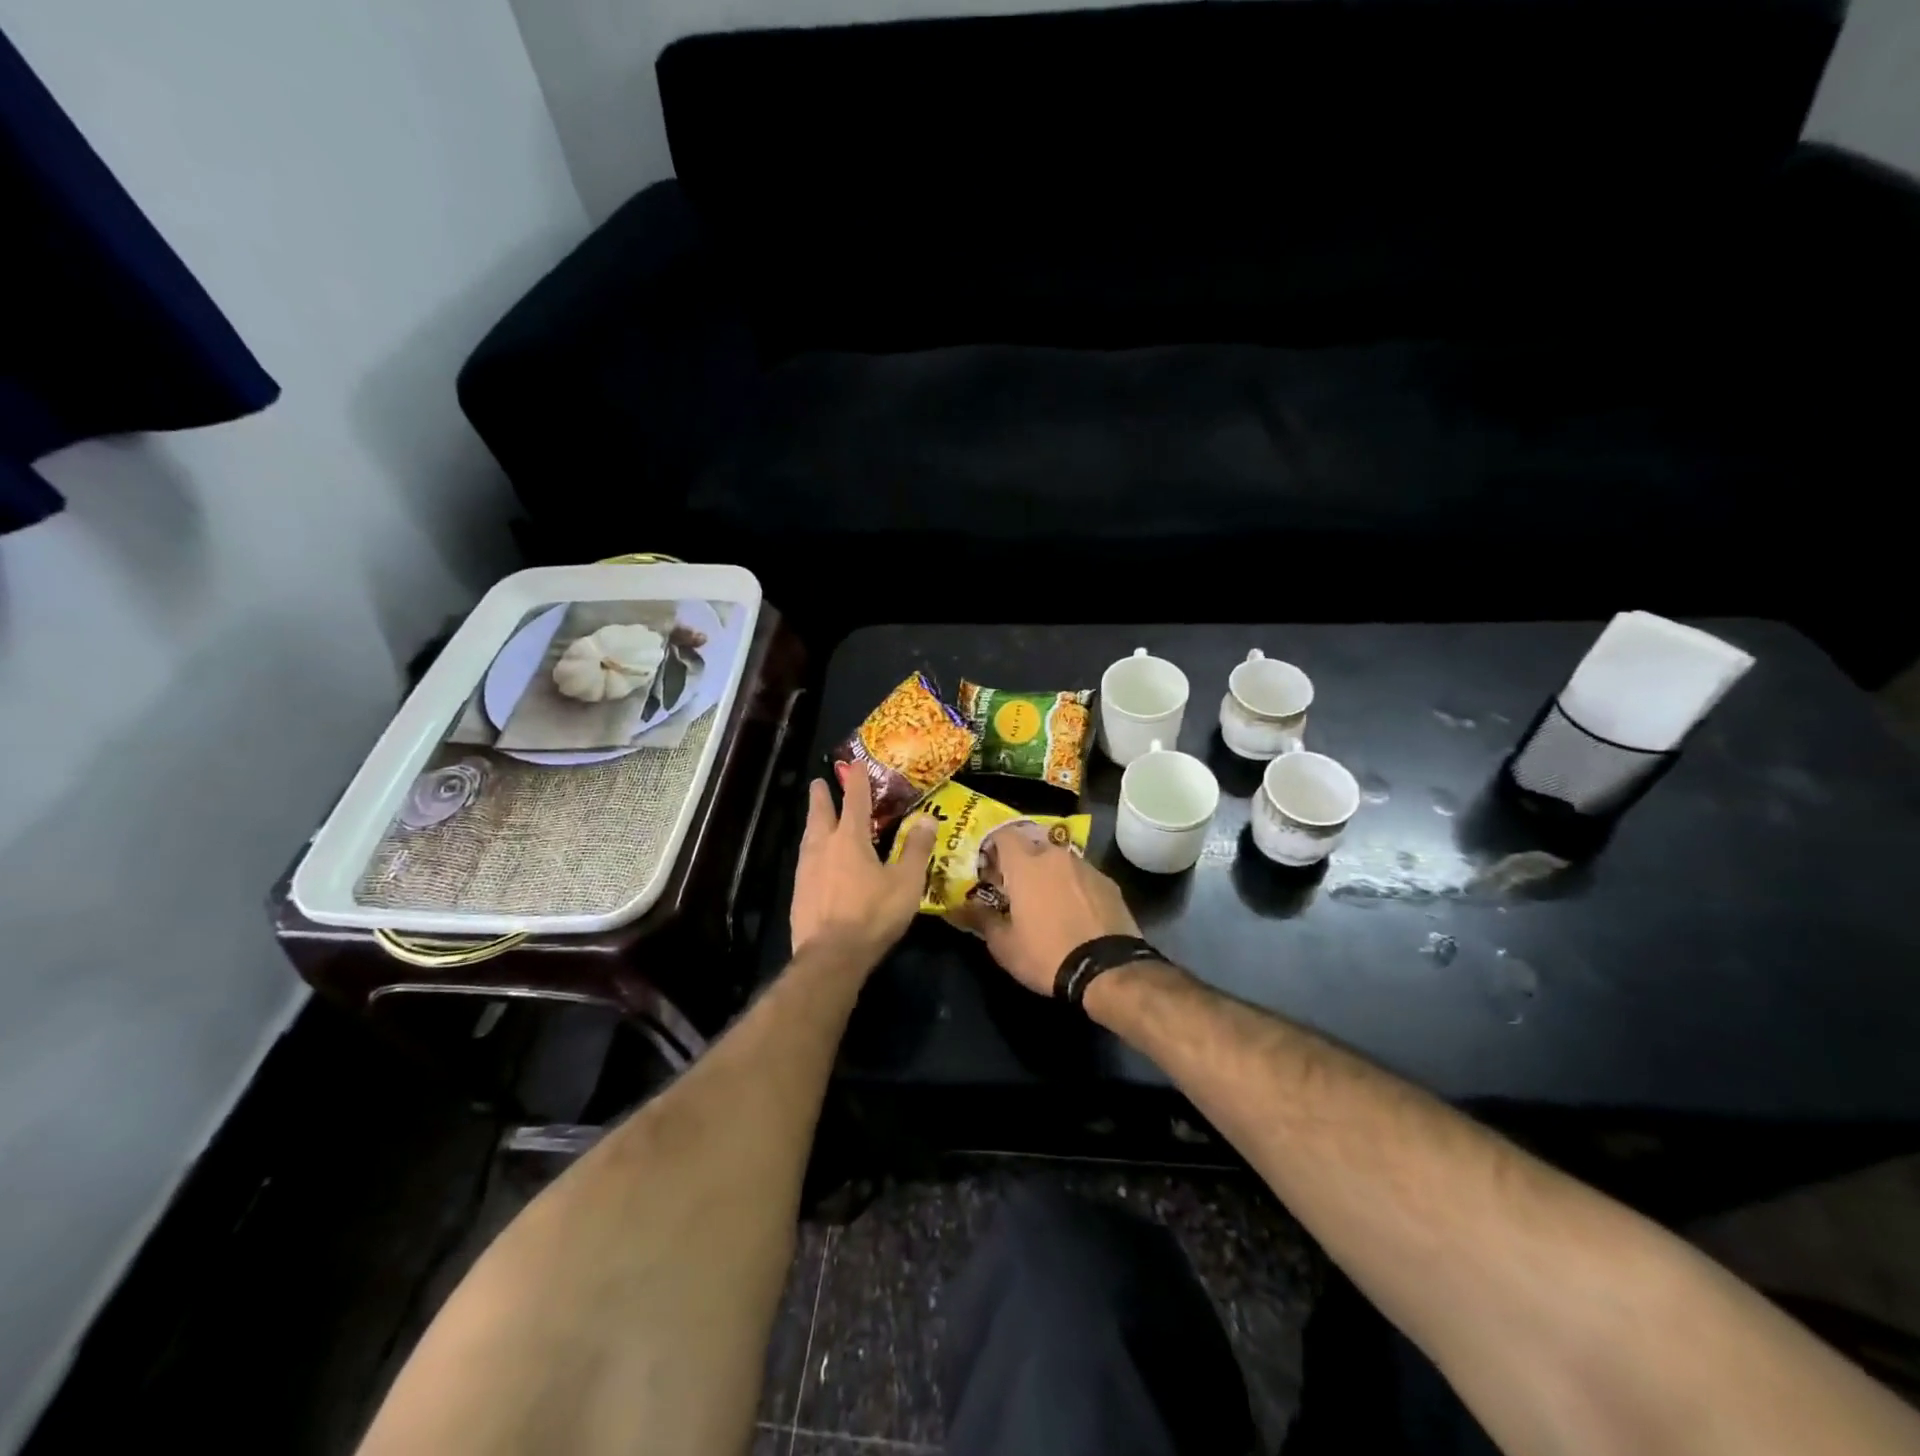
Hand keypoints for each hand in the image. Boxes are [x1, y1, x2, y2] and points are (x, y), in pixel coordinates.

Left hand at [790, 767, 935, 963]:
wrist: (831, 956)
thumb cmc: (872, 914)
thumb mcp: (905, 882)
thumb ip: (915, 849)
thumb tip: (927, 818)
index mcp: (850, 839)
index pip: (855, 801)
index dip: (857, 781)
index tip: (855, 765)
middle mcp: (823, 847)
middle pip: (820, 814)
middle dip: (822, 796)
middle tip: (818, 782)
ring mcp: (806, 871)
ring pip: (808, 837)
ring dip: (813, 822)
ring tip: (815, 818)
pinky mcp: (799, 893)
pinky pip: (806, 861)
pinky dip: (811, 850)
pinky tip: (815, 860)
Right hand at [959, 833, 1141, 995]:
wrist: (1108, 970)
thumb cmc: (1047, 954)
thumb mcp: (1004, 946)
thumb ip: (981, 919)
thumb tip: (963, 907)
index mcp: (1026, 864)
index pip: (1004, 835)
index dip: (993, 847)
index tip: (988, 868)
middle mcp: (1056, 856)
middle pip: (1033, 846)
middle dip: (1022, 862)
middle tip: (1016, 888)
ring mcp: (1086, 867)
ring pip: (1059, 861)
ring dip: (1049, 874)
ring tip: (1047, 902)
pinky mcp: (1109, 882)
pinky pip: (1082, 876)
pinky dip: (1073, 886)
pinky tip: (1075, 912)